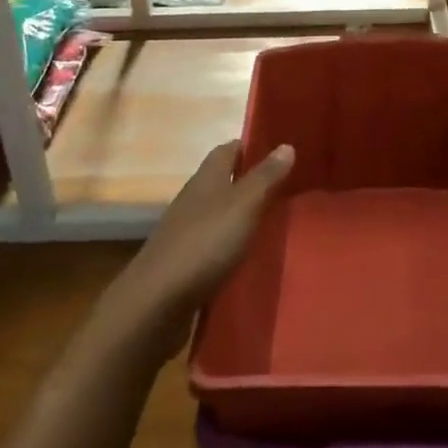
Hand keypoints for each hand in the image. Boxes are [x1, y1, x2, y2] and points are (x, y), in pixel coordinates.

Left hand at [109, 140, 294, 355]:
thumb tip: (286, 144)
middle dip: (253, 181)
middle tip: (291, 186)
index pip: (229, 149)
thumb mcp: (243, 205)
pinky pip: (216, 244)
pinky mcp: (186, 262)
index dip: (253, 146)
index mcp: (206, 178)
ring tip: (279, 221)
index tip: (282, 149)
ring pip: (221, 213)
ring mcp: (187, 231)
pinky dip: (235, 244)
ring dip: (244, 214)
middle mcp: (195, 199)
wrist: (157, 302)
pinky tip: (253, 255)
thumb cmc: (204, 243)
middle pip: (225, 180)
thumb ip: (265, 177)